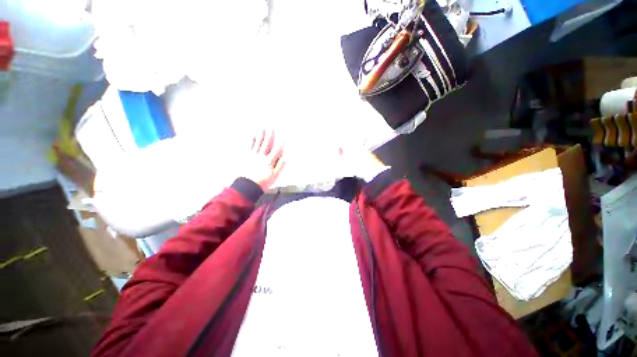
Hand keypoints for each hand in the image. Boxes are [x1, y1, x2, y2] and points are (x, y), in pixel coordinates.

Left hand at [244, 130, 285, 190]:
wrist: (247, 186)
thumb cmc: (263, 182)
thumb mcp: (274, 177)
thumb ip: (280, 166)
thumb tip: (286, 157)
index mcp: (269, 161)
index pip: (277, 149)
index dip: (281, 142)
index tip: (284, 135)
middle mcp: (262, 156)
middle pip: (267, 143)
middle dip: (270, 134)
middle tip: (272, 126)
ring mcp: (253, 156)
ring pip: (258, 143)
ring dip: (261, 134)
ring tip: (263, 127)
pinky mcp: (247, 157)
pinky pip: (249, 146)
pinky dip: (251, 140)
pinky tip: (252, 135)